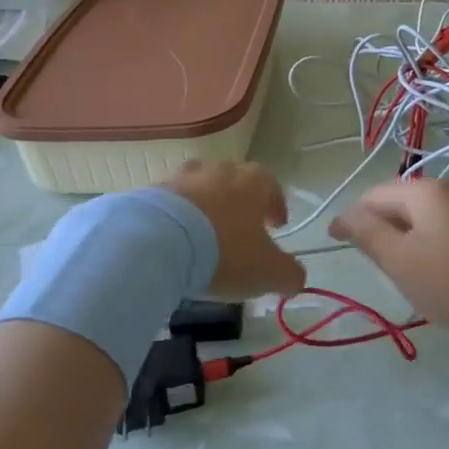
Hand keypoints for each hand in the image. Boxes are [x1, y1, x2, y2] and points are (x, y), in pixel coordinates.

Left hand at [163, 162, 306, 298]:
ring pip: (201, 188)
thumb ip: (290, 274)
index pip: (272, 185)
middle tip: (240, 233)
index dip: (276, 206)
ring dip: (206, 208)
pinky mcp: (152, 192)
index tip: (276, 227)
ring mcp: (183, 177)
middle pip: (235, 182)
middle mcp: (220, 170)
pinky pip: (171, 204)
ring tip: (203, 237)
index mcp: (253, 181)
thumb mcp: (268, 272)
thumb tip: (296, 278)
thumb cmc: (225, 252)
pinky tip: (175, 243)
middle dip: (240, 205)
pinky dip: (177, 219)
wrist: (157, 243)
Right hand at [329, 180, 448, 343]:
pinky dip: (439, 244)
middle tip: (375, 262)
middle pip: (405, 201)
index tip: (336, 242)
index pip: (375, 195)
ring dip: (412, 236)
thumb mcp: (403, 263)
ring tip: (408, 271)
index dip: (352, 217)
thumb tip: (344, 215)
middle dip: (384, 226)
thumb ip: (369, 235)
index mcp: (426, 191)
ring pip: (432, 216)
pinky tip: (446, 272)